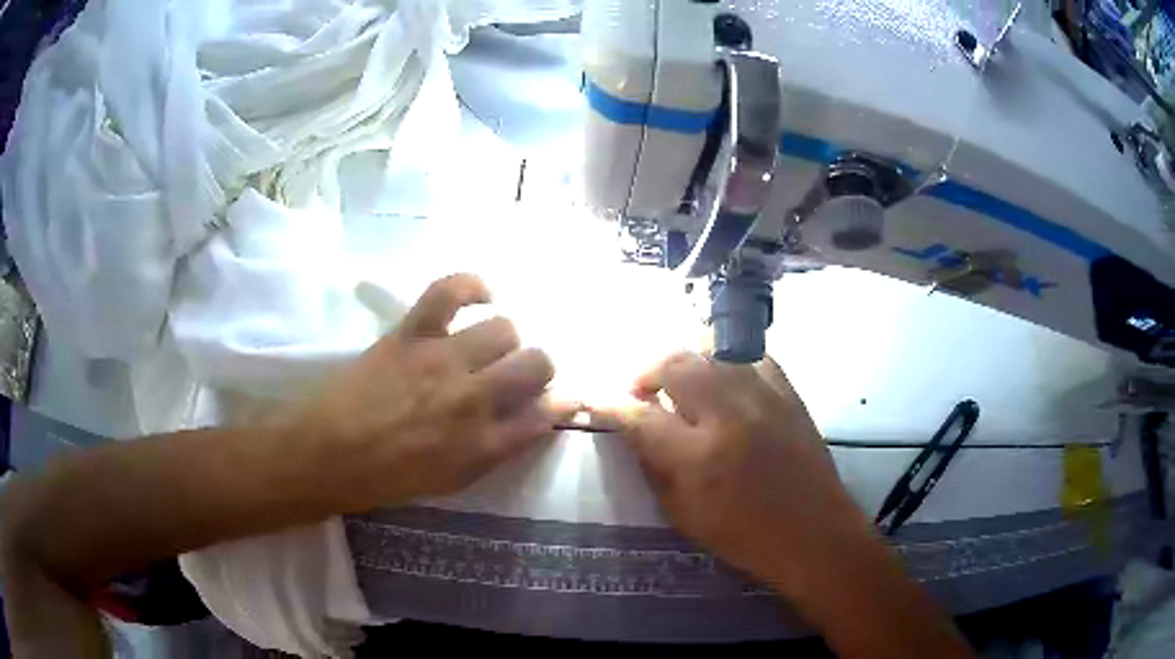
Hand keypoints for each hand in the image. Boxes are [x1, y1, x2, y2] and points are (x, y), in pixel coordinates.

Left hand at [296, 274, 571, 511]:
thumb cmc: (390, 477)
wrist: (330, 454)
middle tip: (518, 374)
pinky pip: (450, 291)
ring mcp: (443, 361)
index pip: (545, 416)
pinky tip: (481, 295)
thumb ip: (496, 450)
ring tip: (486, 346)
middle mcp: (474, 400)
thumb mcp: (453, 480)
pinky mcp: (412, 333)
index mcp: (484, 445)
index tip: (561, 398)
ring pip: (504, 329)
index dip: (560, 404)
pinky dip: (472, 286)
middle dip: (538, 368)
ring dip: (504, 339)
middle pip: (537, 364)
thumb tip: (529, 419)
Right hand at [595, 352, 869, 596]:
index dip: (611, 403)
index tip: (596, 397)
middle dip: (647, 370)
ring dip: (686, 364)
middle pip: (676, 364)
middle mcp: (729, 416)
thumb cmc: (745, 537)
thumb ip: (654, 466)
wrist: (814, 534)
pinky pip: (752, 358)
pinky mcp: (789, 394)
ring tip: (681, 385)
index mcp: (698, 458)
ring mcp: (764, 398)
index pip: (640, 416)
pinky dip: (729, 364)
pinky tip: (726, 383)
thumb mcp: (685, 515)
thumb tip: (632, 428)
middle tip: (642, 390)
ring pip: (712, 352)